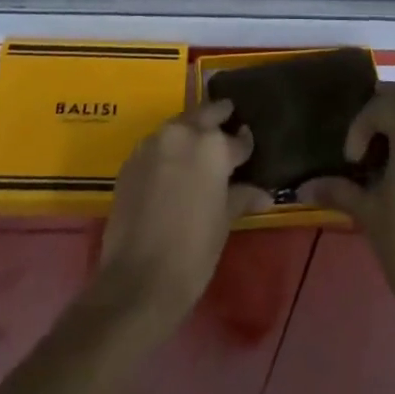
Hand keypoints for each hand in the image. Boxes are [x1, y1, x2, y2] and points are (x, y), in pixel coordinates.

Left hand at [92, 99, 271, 339]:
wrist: (137, 280)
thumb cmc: (193, 252)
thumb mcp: (223, 223)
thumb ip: (241, 196)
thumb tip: (263, 193)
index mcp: (213, 147)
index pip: (238, 139)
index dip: (245, 144)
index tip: (247, 147)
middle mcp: (183, 133)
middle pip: (206, 113)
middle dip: (219, 115)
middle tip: (228, 119)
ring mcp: (154, 143)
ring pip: (179, 125)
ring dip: (191, 129)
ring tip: (199, 145)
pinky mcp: (131, 159)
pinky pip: (156, 144)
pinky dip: (168, 148)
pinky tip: (171, 167)